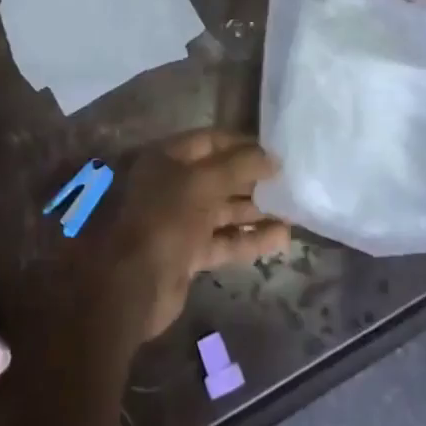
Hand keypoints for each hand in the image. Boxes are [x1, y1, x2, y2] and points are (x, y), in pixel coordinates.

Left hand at [107, 130, 288, 341]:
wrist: (133, 284)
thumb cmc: (165, 218)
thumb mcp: (203, 183)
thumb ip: (239, 166)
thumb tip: (273, 157)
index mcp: (167, 158)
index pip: (210, 141)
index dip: (241, 144)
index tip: (274, 151)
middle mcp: (172, 185)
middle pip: (219, 176)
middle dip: (252, 179)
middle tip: (288, 181)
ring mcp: (180, 220)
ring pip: (223, 209)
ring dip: (256, 210)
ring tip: (293, 210)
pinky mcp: (189, 253)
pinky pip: (224, 240)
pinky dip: (250, 238)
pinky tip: (282, 238)